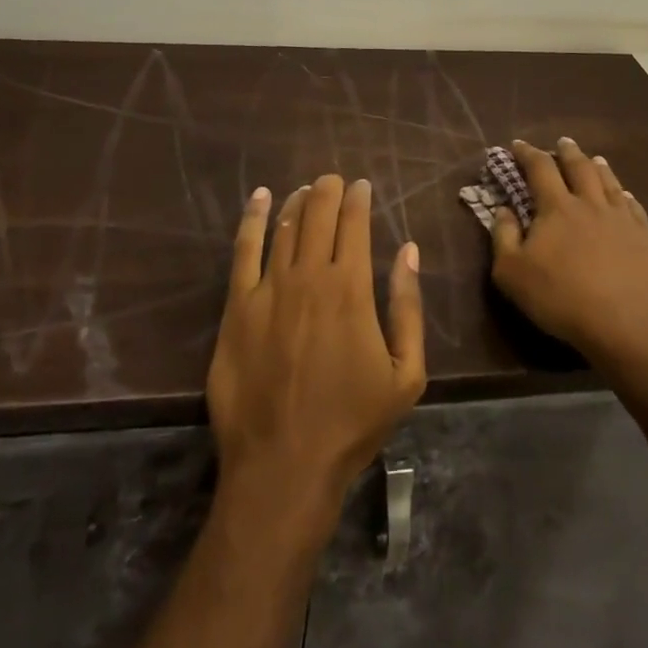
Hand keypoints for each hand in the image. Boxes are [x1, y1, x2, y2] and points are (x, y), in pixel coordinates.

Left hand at [207, 176, 425, 519]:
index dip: (358, 199)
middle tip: (333, 180)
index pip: (355, 224)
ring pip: (285, 227)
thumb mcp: (405, 374)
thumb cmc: (351, 423)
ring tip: (306, 190)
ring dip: (298, 202)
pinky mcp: (237, 308)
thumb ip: (409, 308)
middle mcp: (310, 277)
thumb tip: (410, 251)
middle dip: (328, 190)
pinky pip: (244, 250)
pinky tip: (261, 198)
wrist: (283, 468)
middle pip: (318, 215)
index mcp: (351, 289)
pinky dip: (254, 219)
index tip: (362, 186)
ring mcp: (269, 290)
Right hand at [490, 138, 647, 364]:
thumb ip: (504, 236)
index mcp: (557, 207)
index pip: (540, 168)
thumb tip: (503, 208)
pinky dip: (625, 195)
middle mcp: (590, 203)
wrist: (626, 326)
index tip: (518, 145)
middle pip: (579, 166)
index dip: (527, 153)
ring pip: (609, 182)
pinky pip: (634, 207)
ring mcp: (622, 218)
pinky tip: (625, 195)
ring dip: (598, 166)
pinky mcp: (645, 238)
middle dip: (567, 151)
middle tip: (562, 142)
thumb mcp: (512, 273)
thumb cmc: (561, 299)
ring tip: (594, 159)